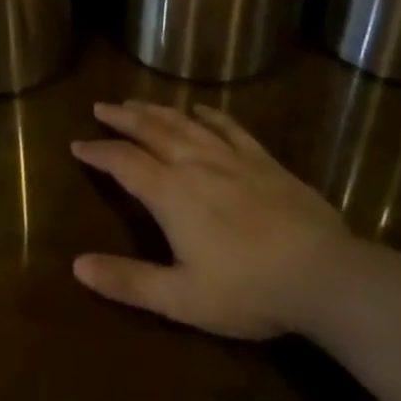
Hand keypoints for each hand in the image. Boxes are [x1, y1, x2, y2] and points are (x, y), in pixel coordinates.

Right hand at [72, 103, 354, 340]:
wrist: (323, 274)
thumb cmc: (247, 290)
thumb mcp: (180, 298)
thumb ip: (128, 281)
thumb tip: (77, 266)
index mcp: (170, 194)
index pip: (123, 163)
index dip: (98, 152)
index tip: (77, 144)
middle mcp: (195, 164)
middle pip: (151, 131)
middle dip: (123, 118)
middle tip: (102, 107)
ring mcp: (232, 158)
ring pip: (185, 124)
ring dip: (157, 110)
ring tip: (138, 102)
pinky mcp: (263, 161)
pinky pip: (230, 128)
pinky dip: (210, 115)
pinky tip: (201, 110)